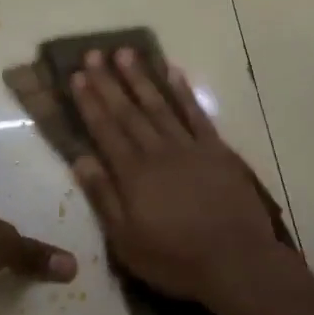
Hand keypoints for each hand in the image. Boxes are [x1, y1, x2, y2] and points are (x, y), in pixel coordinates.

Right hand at [70, 49, 286, 309]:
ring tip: (125, 53)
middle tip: (93, 54)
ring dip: (141, 78)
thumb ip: (103, 197)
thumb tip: (81, 159)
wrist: (237, 261)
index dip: (90, 102)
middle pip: (129, 111)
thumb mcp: (127, 241)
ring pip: (160, 105)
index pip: (105, 130)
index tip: (77, 76)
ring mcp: (190, 147)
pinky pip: (196, 114)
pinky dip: (183, 92)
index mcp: (133, 174)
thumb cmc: (175, 259)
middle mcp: (158, 152)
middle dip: (108, 81)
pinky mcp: (216, 150)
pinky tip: (173, 72)